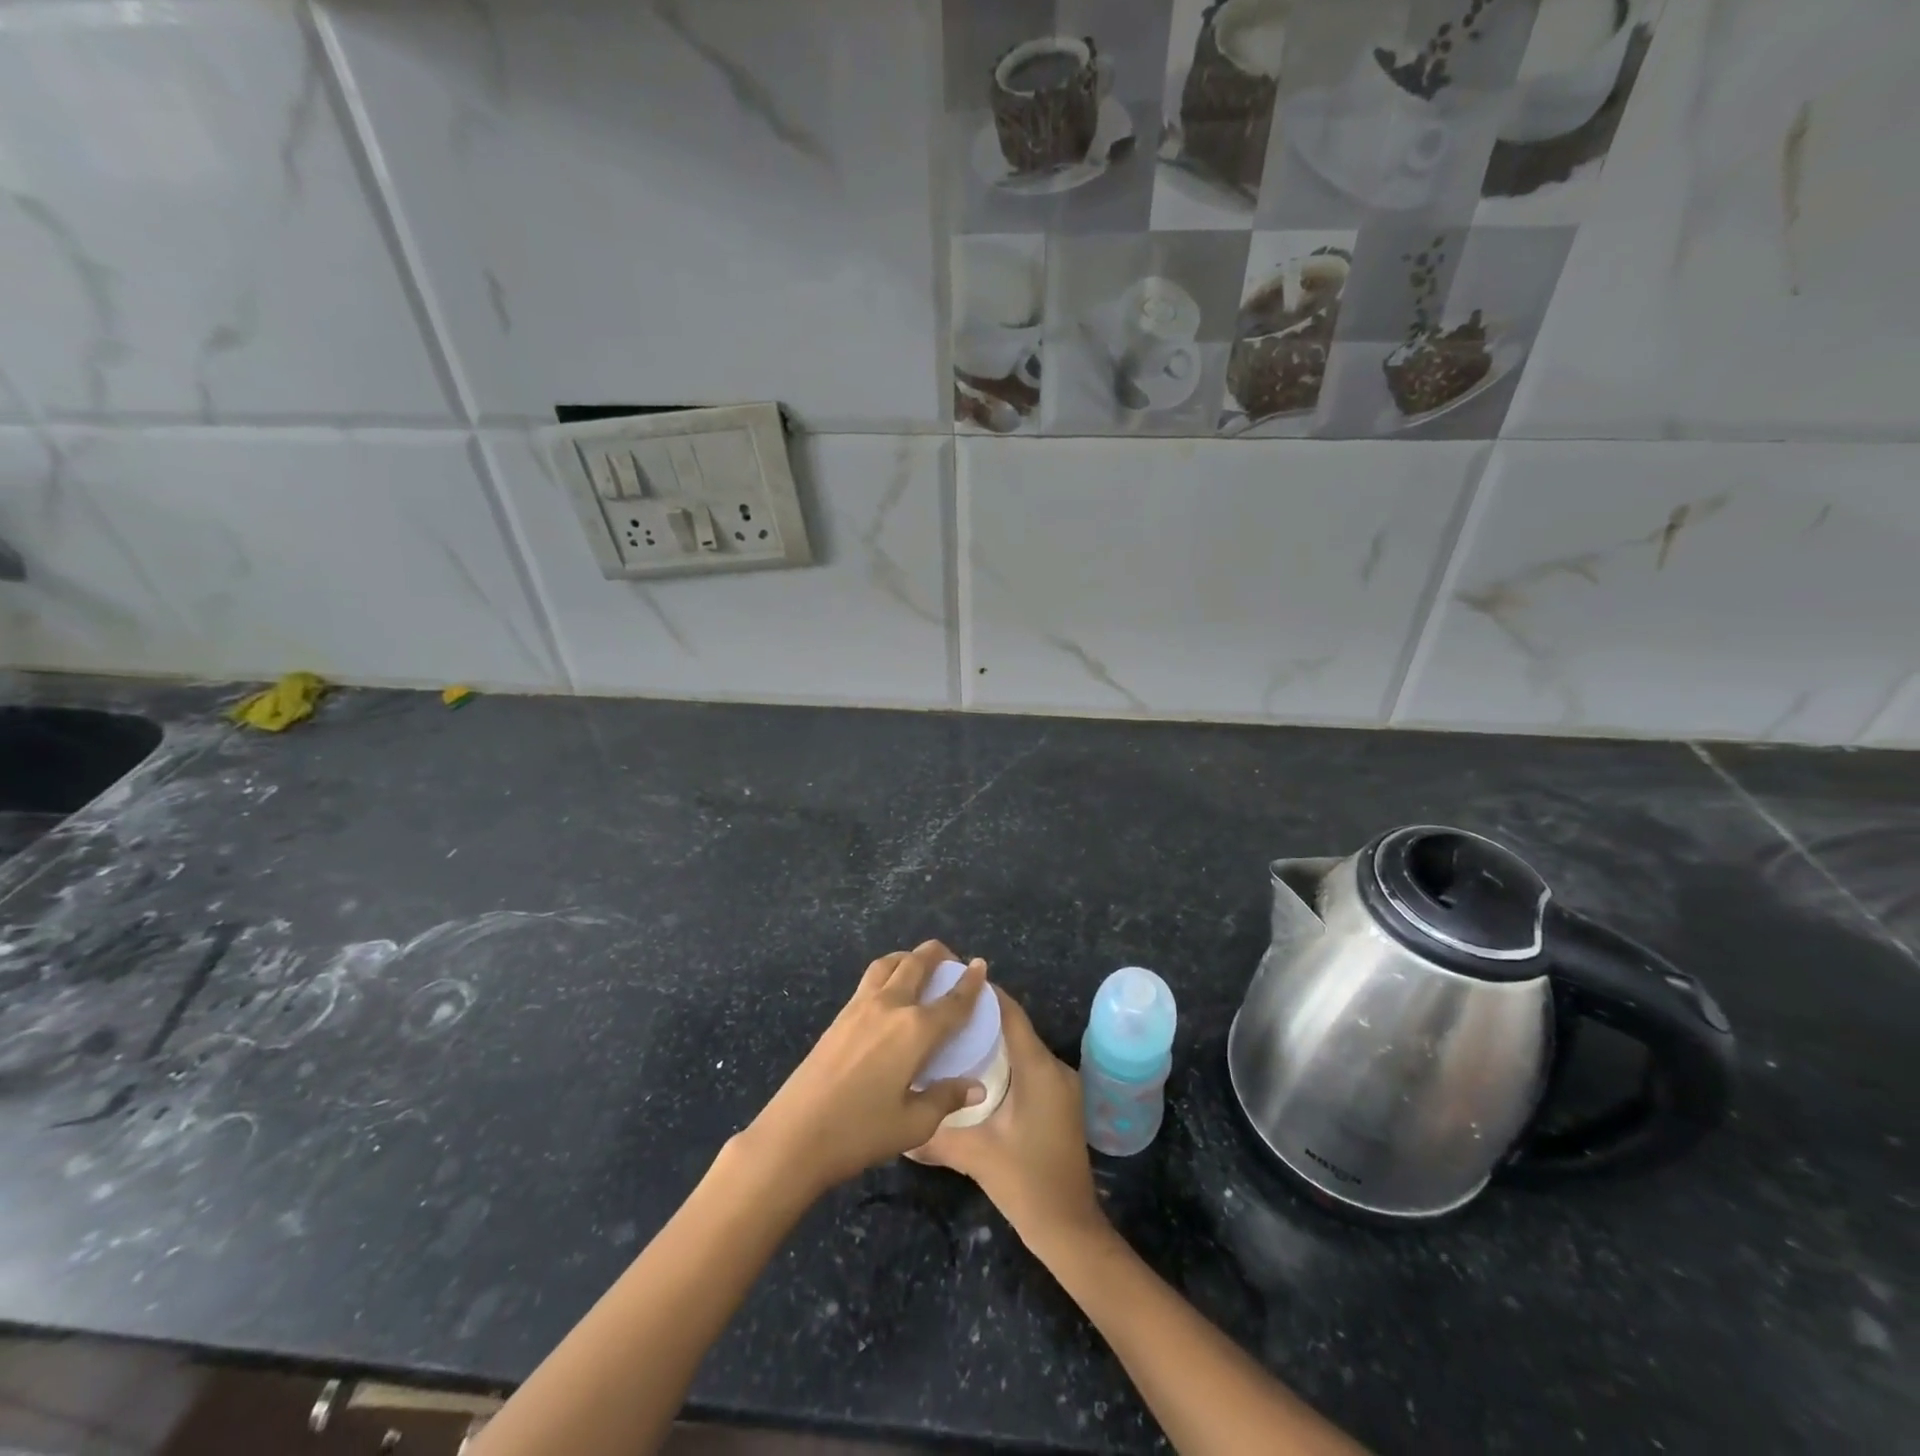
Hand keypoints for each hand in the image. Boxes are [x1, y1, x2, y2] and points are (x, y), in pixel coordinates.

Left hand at [740, 941, 988, 1196]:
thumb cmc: (860, 1132)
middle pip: (917, 964)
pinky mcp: (839, 1016)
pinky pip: (870, 979)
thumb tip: (975, 1087)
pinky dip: (887, 972)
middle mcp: (890, 1006)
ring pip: (888, 964)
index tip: (981, 965)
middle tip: (951, 961)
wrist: (795, 1134)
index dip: (971, 982)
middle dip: (937, 955)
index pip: (953, 1001)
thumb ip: (946, 1099)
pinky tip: (889, 993)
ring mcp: (860, 1007)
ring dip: (908, 957)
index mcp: (916, 1030)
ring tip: (918, 966)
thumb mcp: (913, 1125)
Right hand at [912, 986, 1107, 1255]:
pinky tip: (976, 1072)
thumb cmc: (1026, 1182)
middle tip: (943, 1012)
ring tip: (952, 1037)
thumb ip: (935, 1136)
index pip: (1011, 1014)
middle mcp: (1054, 1068)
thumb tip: (897, 1130)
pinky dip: (1005, 1061)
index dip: (985, 994)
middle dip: (982, 1017)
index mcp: (1039, 1068)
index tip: (953, 980)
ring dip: (993, 1040)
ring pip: (1023, 1049)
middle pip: (1016, 1028)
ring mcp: (1061, 1087)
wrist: (1070, 1229)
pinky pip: (1029, 1068)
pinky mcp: (1059, 1103)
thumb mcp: (975, 1155)